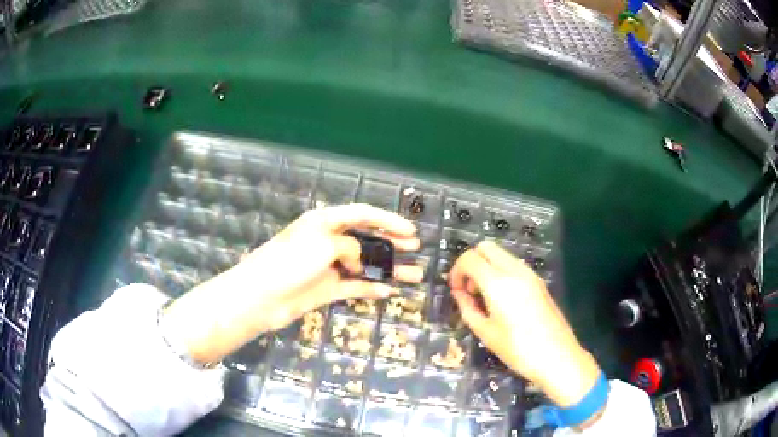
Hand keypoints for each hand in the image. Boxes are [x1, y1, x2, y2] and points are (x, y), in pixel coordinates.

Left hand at [164, 204, 422, 363]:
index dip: (387, 220)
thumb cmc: (289, 262)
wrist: (261, 297)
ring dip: (387, 268)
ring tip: (414, 275)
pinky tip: (388, 292)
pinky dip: (369, 288)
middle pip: (366, 238)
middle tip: (415, 248)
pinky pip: (353, 286)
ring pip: (364, 264)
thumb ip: (349, 246)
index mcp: (324, 222)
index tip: (411, 230)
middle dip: (392, 242)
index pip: (362, 214)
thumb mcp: (323, 244)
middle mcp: (327, 240)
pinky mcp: (325, 289)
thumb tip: (358, 258)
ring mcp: (327, 266)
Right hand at [450, 241, 600, 407]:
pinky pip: (513, 265)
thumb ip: (468, 308)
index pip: (470, 258)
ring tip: (485, 297)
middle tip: (469, 289)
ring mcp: (530, 274)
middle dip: (471, 263)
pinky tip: (502, 299)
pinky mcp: (538, 281)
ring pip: (501, 254)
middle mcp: (515, 270)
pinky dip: (500, 272)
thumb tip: (459, 293)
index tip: (456, 292)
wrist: (557, 356)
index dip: (456, 271)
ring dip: (487, 266)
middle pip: (486, 247)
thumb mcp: (486, 333)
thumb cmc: (518, 350)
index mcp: (498, 283)